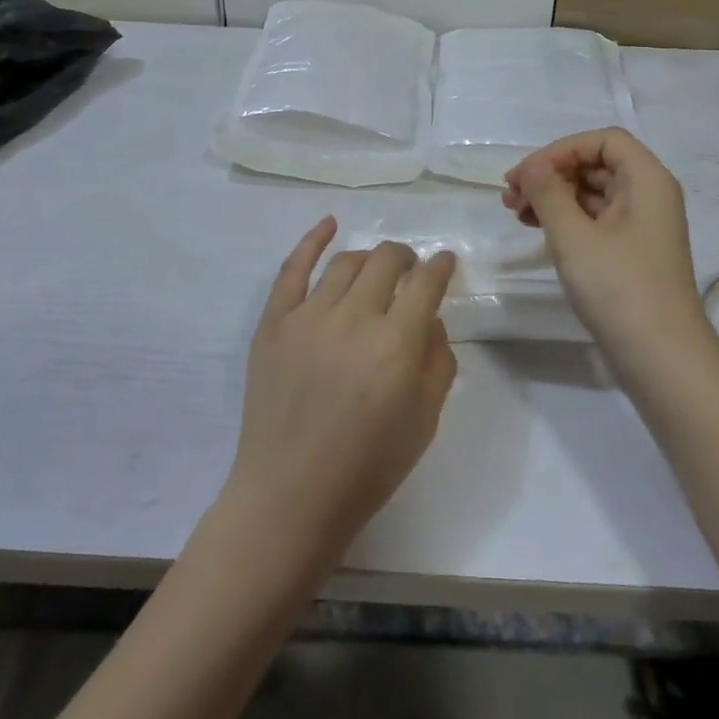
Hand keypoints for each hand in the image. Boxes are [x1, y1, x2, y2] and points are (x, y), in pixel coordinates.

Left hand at [226, 218, 458, 561]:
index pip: (425, 283)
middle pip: (386, 261)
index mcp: (395, 344)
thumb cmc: (367, 466)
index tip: (445, 262)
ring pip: (346, 262)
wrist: (290, 494)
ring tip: (376, 268)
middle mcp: (353, 317)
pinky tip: (329, 224)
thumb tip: (431, 320)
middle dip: (406, 258)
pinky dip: (312, 240)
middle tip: (411, 269)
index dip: (441, 266)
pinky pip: (292, 268)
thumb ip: (437, 362)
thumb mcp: (424, 421)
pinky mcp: (273, 322)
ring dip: (369, 258)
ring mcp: (307, 316)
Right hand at [503, 129, 709, 365]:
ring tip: (516, 214)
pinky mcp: (632, 252)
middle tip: (510, 197)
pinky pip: (596, 220)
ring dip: (553, 197)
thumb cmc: (619, 288)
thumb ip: (548, 193)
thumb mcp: (574, 236)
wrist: (661, 358)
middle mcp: (650, 195)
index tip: (526, 175)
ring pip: (592, 193)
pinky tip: (538, 231)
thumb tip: (533, 167)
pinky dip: (565, 219)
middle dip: (551, 174)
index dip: (561, 150)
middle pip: (596, 165)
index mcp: (647, 180)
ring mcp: (642, 226)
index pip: (603, 140)